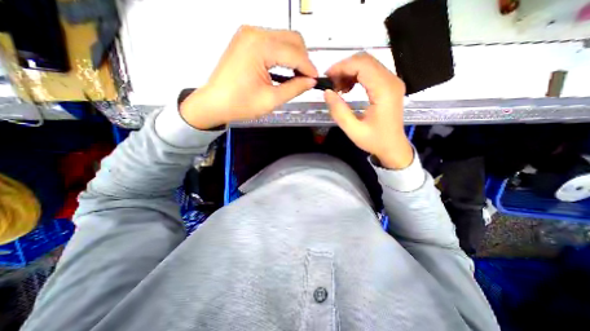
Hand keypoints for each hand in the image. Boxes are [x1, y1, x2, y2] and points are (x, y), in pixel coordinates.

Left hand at [180, 26, 317, 128]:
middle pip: (292, 39)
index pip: (294, 53)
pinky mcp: (246, 40)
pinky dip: (283, 55)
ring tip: (297, 76)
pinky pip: (273, 42)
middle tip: (306, 78)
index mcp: (260, 47)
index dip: (309, 67)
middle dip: (303, 59)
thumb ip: (294, 88)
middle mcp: (254, 33)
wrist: (214, 103)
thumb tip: (311, 81)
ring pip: (284, 39)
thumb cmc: (240, 104)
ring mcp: (249, 34)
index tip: (316, 80)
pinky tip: (284, 69)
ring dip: (294, 56)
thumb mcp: (271, 100)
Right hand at [322, 53, 413, 170]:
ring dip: (349, 72)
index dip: (342, 67)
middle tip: (331, 83)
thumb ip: (339, 111)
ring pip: (368, 64)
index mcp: (384, 90)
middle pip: (365, 60)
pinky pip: (371, 72)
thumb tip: (327, 92)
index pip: (362, 65)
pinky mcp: (389, 85)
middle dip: (344, 68)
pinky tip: (348, 89)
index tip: (327, 77)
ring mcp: (392, 81)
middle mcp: (391, 80)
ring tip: (338, 88)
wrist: (393, 147)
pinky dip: (356, 76)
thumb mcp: (353, 130)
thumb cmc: (375, 140)